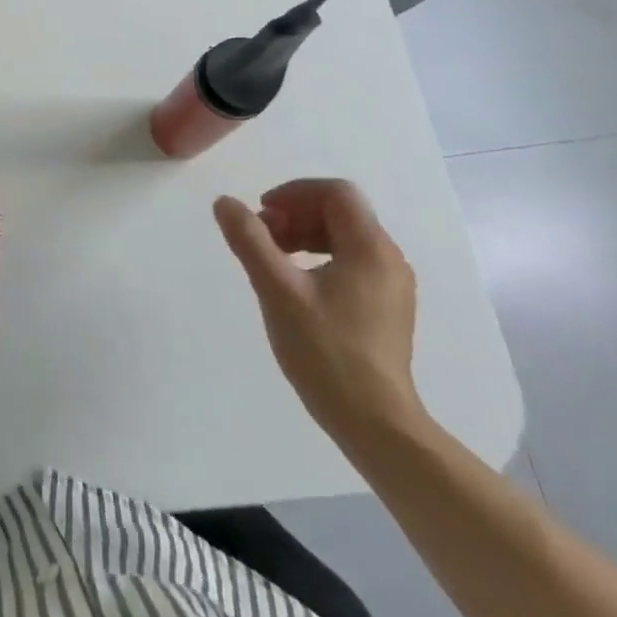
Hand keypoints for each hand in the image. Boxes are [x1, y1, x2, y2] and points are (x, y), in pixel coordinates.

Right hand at [215, 179, 424, 447]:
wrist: (376, 424)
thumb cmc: (326, 351)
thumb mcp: (278, 290)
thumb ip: (249, 240)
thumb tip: (225, 202)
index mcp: (370, 249)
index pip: (336, 193)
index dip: (295, 192)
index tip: (262, 213)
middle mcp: (388, 260)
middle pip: (340, 212)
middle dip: (296, 214)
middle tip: (261, 237)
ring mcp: (390, 286)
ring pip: (344, 237)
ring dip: (304, 235)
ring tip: (272, 259)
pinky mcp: (385, 309)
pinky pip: (350, 262)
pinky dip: (319, 258)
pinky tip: (295, 284)